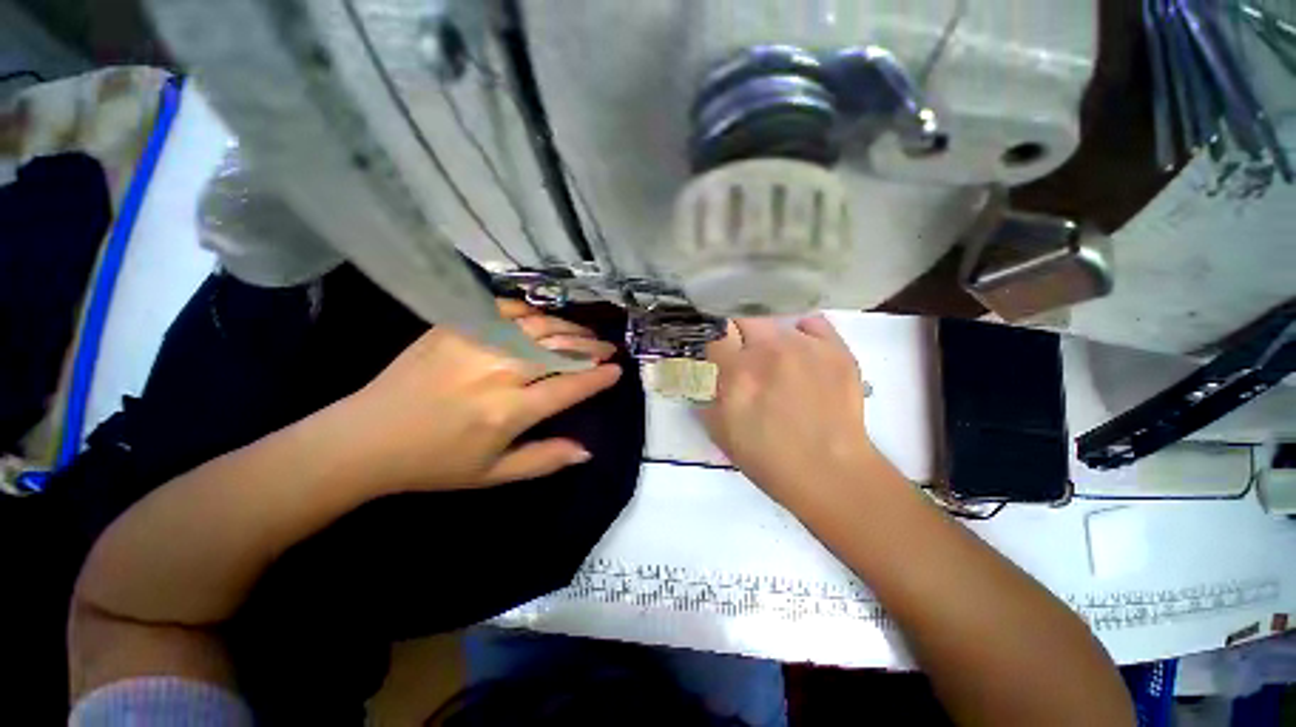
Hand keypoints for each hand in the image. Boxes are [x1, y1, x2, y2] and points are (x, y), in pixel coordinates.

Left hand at [336, 301, 621, 492]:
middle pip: (558, 350)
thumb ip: (544, 460)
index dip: (598, 378)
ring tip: (586, 334)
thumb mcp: (494, 475)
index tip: (617, 371)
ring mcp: (475, 344)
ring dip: (568, 329)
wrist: (366, 438)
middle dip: (591, 348)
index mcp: (508, 411)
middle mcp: (498, 372)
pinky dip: (530, 313)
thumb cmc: (435, 463)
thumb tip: (587, 450)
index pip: (569, 387)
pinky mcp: (454, 328)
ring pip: (538, 327)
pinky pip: (504, 312)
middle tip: (608, 349)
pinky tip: (544, 319)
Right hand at [702, 316, 883, 511]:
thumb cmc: (767, 457)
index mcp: (737, 372)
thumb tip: (705, 368)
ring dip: (768, 338)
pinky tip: (802, 350)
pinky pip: (812, 322)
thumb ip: (706, 391)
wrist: (830, 472)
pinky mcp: (836, 349)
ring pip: (775, 321)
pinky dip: (802, 332)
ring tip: (776, 360)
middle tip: (743, 356)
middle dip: (737, 334)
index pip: (714, 333)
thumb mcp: (719, 429)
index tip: (716, 348)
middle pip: (742, 318)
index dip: (712, 340)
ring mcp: (805, 346)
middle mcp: (769, 349)